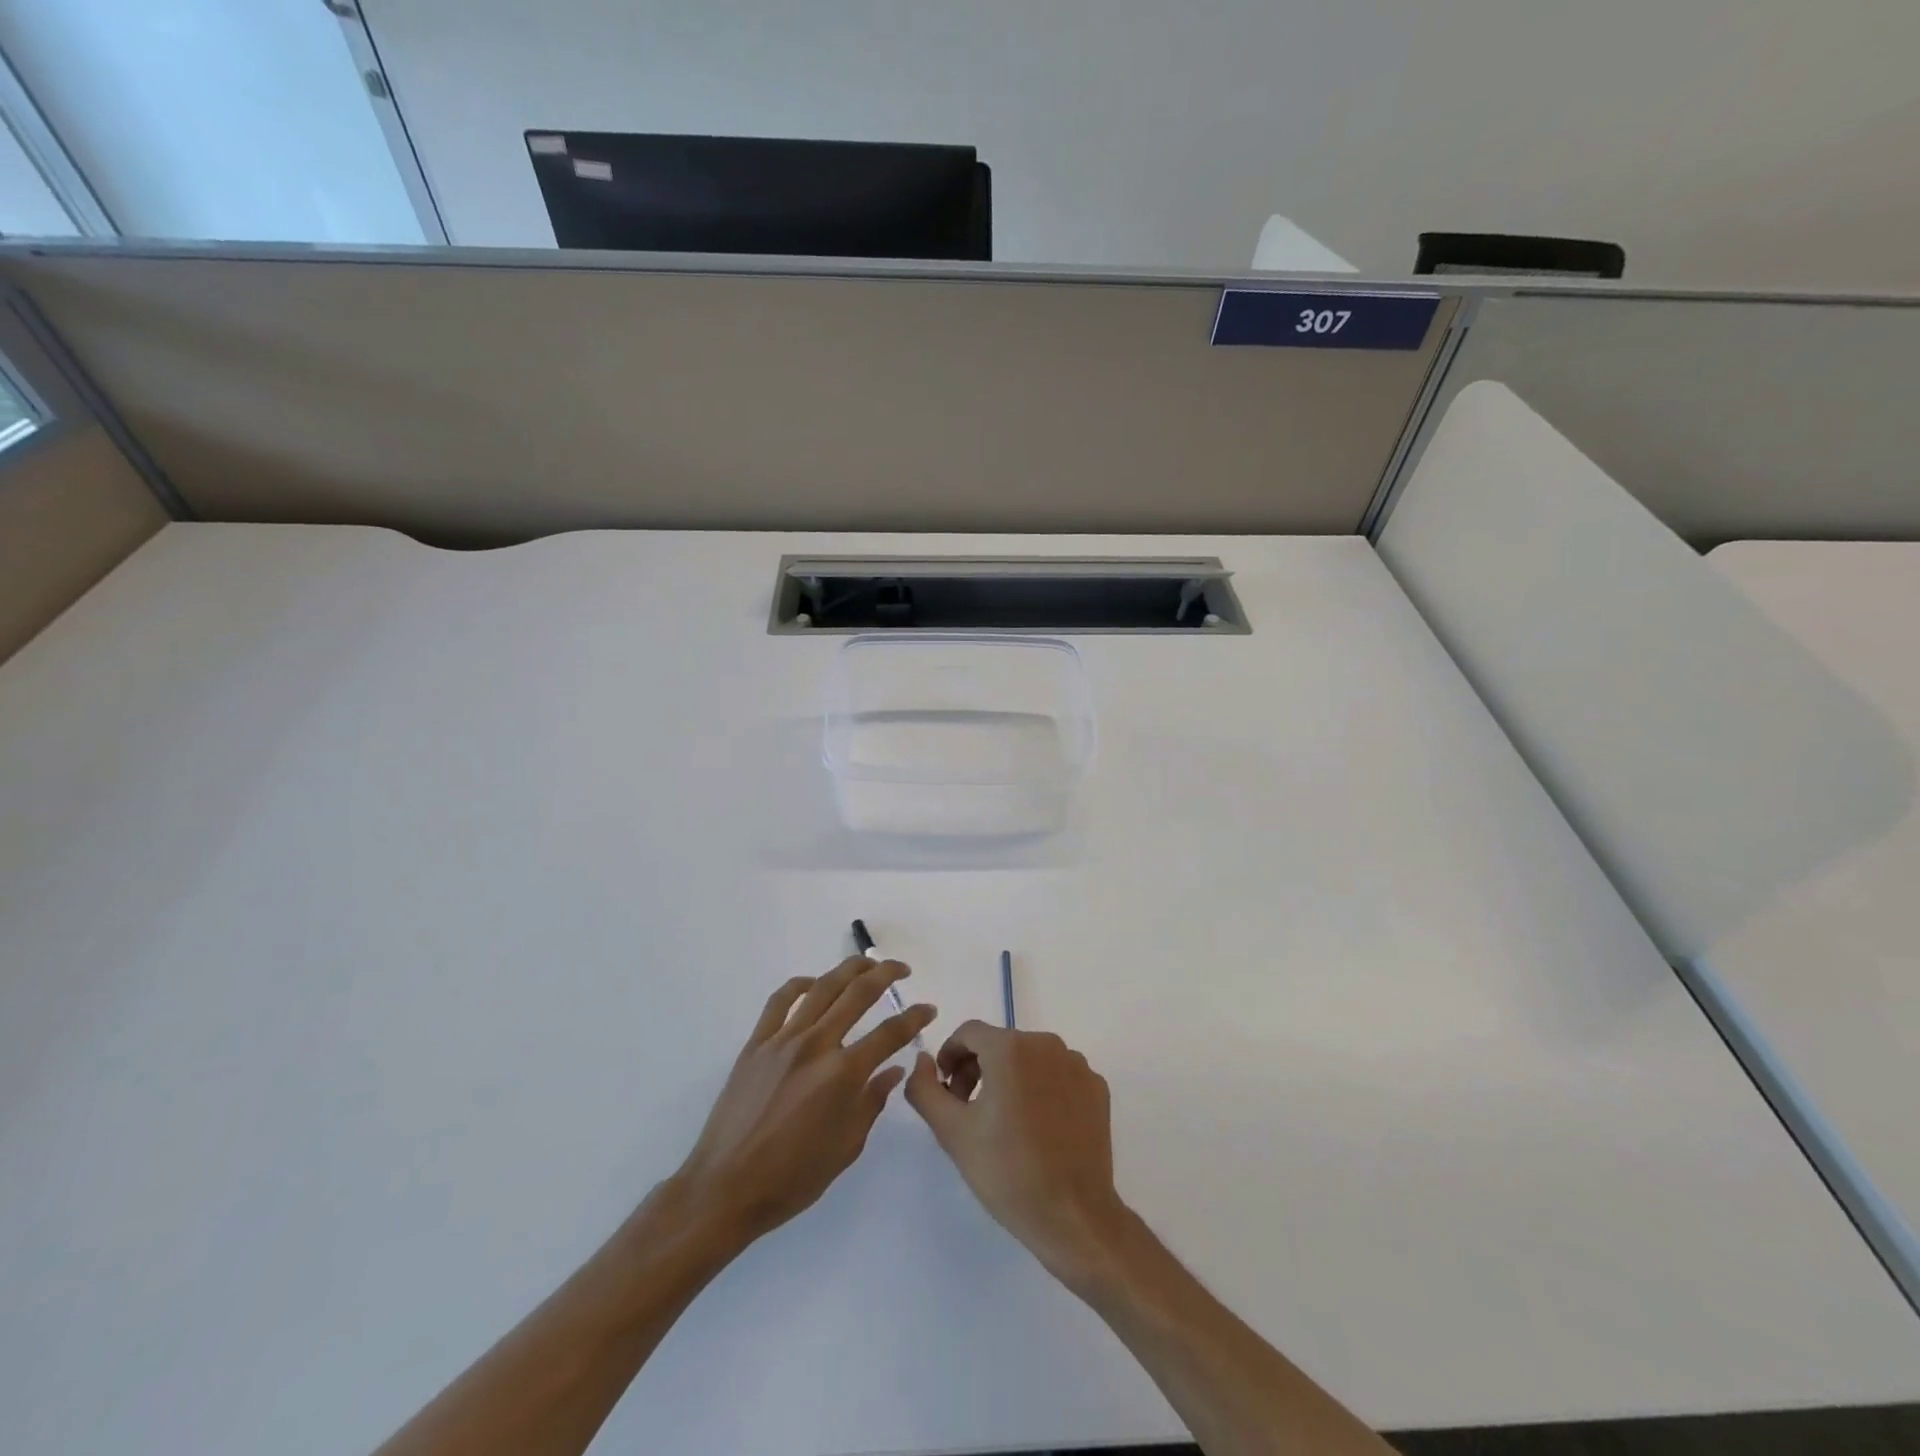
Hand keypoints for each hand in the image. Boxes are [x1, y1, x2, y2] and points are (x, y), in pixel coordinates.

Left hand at [676, 958, 935, 1244]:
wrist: (725, 1188)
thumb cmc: (792, 1178)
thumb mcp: (846, 1148)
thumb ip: (872, 1102)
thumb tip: (892, 1070)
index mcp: (843, 1074)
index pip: (889, 1033)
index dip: (914, 1017)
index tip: (928, 1008)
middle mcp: (816, 1045)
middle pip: (858, 993)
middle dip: (886, 974)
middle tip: (902, 969)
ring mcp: (783, 1040)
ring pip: (822, 987)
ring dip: (849, 968)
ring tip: (867, 964)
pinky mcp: (756, 1043)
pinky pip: (780, 1001)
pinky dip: (800, 984)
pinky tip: (814, 984)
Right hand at [905, 1021, 1129, 1289]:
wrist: (1073, 1216)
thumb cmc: (1007, 1172)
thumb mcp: (952, 1131)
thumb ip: (925, 1088)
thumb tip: (923, 1060)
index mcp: (1011, 1048)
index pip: (969, 1033)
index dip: (950, 1057)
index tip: (946, 1091)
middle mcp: (1047, 1044)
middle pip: (1000, 1044)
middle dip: (978, 1069)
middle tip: (968, 1111)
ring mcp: (1077, 1065)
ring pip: (1030, 1059)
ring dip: (1010, 1078)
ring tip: (1003, 1123)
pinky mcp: (1097, 1088)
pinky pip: (1058, 1076)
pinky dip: (1041, 1090)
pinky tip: (1037, 1129)